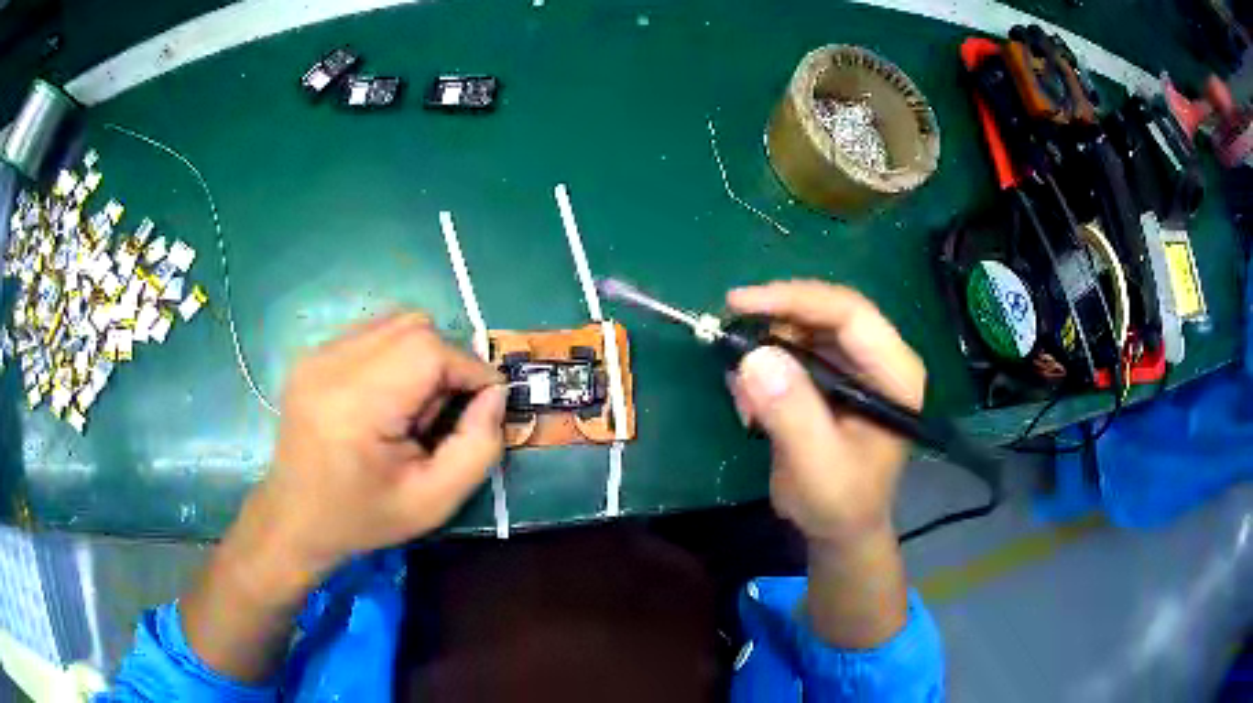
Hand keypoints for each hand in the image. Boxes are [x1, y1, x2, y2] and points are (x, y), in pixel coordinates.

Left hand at [258, 312, 505, 578]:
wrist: (295, 518)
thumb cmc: (364, 517)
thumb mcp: (435, 502)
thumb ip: (478, 446)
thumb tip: (495, 393)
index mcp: (354, 406)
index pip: (427, 350)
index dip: (468, 369)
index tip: (484, 403)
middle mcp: (329, 365)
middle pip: (413, 326)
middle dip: (445, 362)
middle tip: (441, 413)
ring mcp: (315, 354)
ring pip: (394, 323)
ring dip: (421, 357)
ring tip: (410, 408)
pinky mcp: (311, 354)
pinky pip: (372, 333)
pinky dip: (395, 356)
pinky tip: (385, 399)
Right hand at [726, 281, 925, 546]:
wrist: (840, 529)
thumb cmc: (840, 503)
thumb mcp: (817, 467)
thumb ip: (792, 414)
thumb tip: (755, 356)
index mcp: (895, 374)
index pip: (850, 314)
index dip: (795, 299)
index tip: (739, 303)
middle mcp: (879, 359)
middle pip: (825, 312)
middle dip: (774, 322)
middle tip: (728, 340)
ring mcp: (856, 366)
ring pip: (804, 327)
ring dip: (765, 350)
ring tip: (744, 399)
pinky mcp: (832, 375)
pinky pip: (793, 349)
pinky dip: (764, 367)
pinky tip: (751, 404)